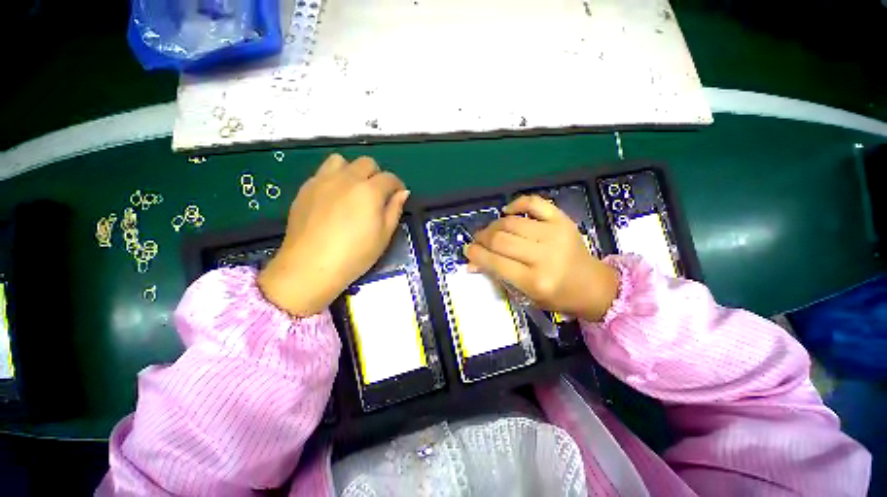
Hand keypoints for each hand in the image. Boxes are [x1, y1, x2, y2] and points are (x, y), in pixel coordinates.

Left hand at [258, 154, 409, 315]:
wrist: (311, 266)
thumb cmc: (355, 254)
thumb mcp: (384, 235)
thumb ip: (394, 210)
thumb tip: (402, 193)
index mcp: (369, 191)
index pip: (389, 178)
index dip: (397, 185)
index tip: (397, 196)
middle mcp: (347, 178)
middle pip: (366, 163)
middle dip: (376, 175)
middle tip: (377, 195)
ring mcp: (323, 181)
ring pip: (341, 161)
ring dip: (352, 171)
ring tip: (353, 190)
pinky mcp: (306, 188)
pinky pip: (323, 172)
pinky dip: (333, 179)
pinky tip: (333, 199)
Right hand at [465, 195, 618, 321]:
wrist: (593, 285)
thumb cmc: (557, 296)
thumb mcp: (525, 295)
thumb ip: (497, 277)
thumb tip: (471, 262)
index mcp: (535, 280)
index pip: (495, 262)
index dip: (476, 254)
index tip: (468, 250)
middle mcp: (545, 256)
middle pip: (501, 239)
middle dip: (482, 238)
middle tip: (477, 240)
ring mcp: (555, 234)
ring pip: (511, 222)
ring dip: (494, 225)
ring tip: (490, 231)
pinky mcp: (562, 220)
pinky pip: (533, 203)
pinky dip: (516, 204)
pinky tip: (508, 211)